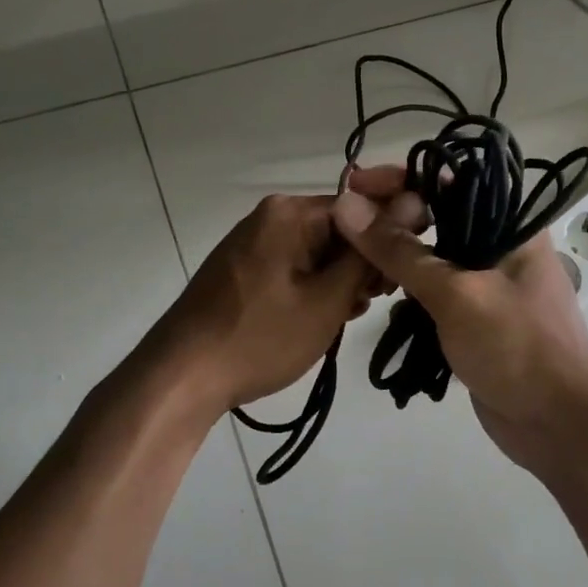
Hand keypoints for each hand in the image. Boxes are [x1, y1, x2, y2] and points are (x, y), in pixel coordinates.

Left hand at [147, 192, 378, 417]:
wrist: (182, 377)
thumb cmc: (260, 339)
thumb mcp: (327, 301)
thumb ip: (367, 256)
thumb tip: (405, 211)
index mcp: (289, 213)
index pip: (360, 208)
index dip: (386, 240)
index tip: (398, 278)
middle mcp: (270, 216)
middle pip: (338, 229)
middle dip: (361, 264)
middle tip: (371, 303)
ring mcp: (252, 242)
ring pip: (317, 251)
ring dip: (339, 281)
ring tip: (346, 316)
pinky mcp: (243, 269)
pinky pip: (293, 267)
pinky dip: (312, 288)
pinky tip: (321, 318)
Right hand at [331, 167, 587, 474]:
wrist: (559, 426)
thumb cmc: (517, 348)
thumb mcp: (456, 294)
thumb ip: (400, 251)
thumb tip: (347, 204)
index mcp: (511, 225)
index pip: (449, 179)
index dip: (399, 177)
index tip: (352, 183)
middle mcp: (501, 246)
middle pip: (437, 215)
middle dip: (391, 218)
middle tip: (343, 226)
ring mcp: (488, 284)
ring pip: (432, 255)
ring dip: (394, 256)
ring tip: (353, 262)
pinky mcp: (475, 318)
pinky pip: (434, 291)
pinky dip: (406, 290)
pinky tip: (376, 295)